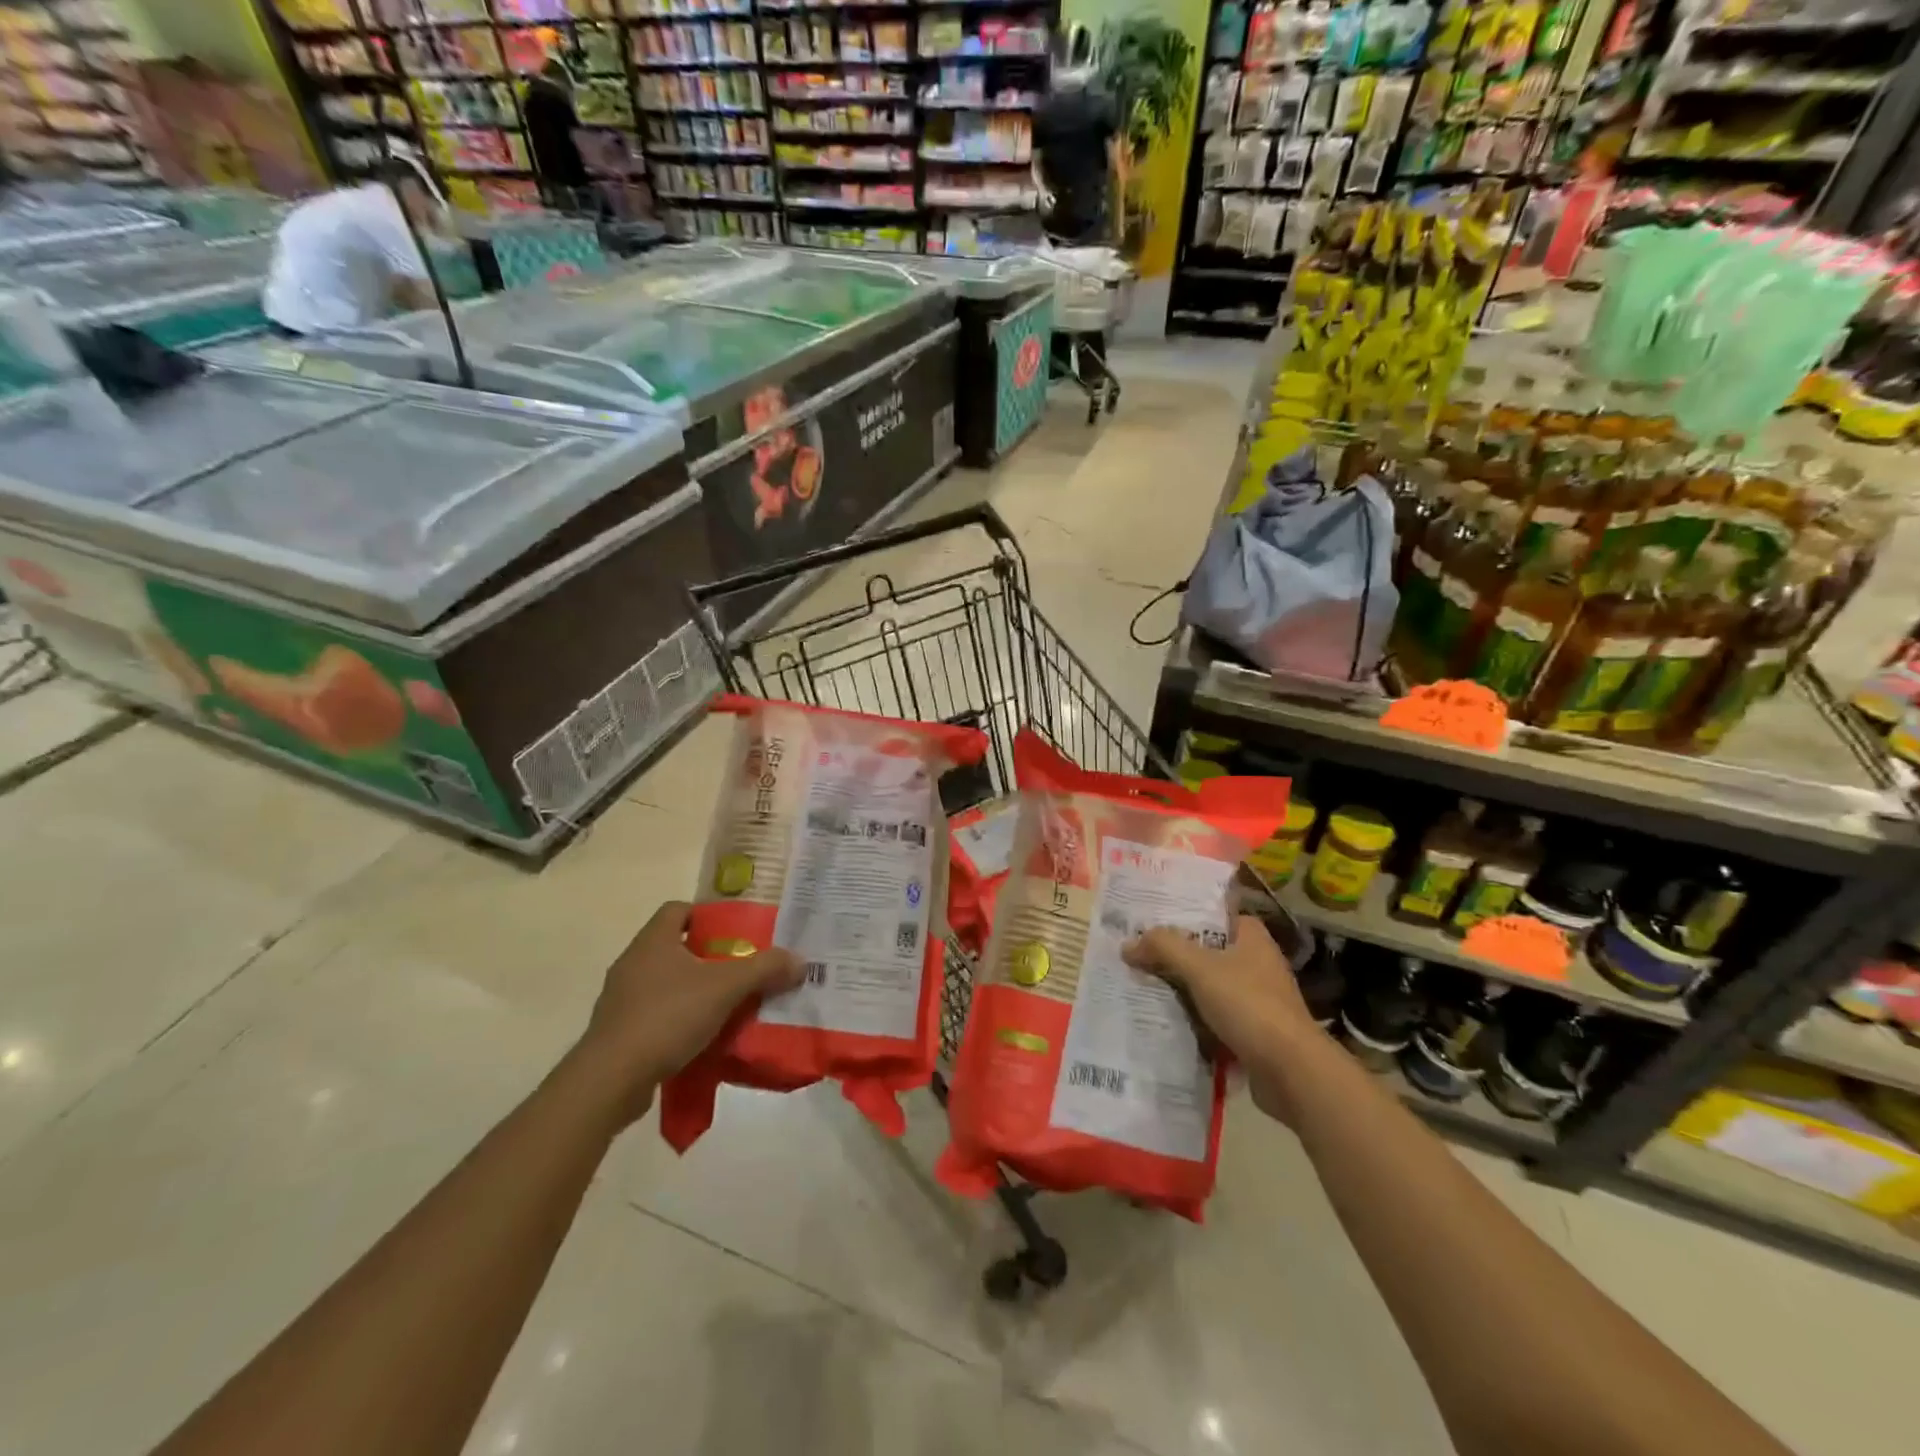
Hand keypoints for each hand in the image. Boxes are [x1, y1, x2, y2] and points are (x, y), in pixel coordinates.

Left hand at [573, 902, 802, 1123]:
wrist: (610, 1079)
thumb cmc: (667, 1016)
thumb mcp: (725, 988)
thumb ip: (764, 970)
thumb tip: (800, 961)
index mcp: (653, 941)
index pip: (678, 909)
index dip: (707, 915)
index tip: (735, 931)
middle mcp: (632, 963)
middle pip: (675, 947)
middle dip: (709, 957)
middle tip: (742, 969)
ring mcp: (621, 999)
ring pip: (666, 983)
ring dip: (695, 991)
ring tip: (728, 1005)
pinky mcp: (618, 1033)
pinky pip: (656, 1015)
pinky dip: (679, 1021)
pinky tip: (703, 1038)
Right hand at [1124, 915, 1317, 1123]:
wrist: (1290, 1071)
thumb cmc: (1248, 1004)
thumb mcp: (1199, 967)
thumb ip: (1163, 948)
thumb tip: (1128, 945)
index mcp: (1252, 938)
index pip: (1215, 914)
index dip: (1185, 915)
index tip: (1152, 920)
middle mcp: (1257, 963)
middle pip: (1207, 951)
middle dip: (1175, 955)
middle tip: (1137, 954)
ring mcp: (1257, 1000)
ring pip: (1209, 987)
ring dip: (1181, 990)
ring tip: (1142, 986)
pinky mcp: (1253, 1032)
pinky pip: (1214, 1018)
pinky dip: (1193, 1020)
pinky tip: (1164, 1021)